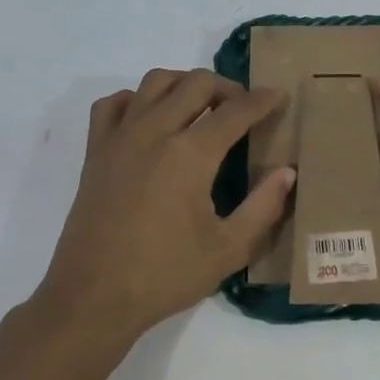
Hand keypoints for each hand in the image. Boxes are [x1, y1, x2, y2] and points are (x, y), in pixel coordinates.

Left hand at [35, 69, 294, 343]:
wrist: (93, 297)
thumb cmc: (165, 275)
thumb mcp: (228, 250)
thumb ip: (263, 207)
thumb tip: (286, 173)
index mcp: (190, 154)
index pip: (235, 111)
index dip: (263, 100)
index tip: (280, 96)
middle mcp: (154, 132)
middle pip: (196, 83)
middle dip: (227, 87)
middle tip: (243, 108)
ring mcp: (120, 137)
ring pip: (154, 82)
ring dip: (184, 84)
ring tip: (200, 107)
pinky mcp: (95, 151)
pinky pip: (113, 104)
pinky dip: (136, 100)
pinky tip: (149, 120)